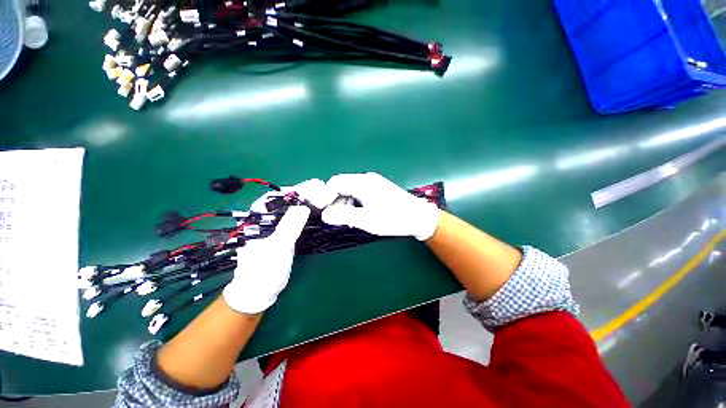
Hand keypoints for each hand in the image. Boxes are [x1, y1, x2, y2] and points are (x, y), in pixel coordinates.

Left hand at [223, 179, 336, 313]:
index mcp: (256, 219)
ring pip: (291, 209)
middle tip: (322, 188)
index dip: (294, 190)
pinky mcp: (283, 234)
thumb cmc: (264, 270)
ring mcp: (274, 227)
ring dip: (306, 202)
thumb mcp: (277, 248)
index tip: (313, 186)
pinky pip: (295, 219)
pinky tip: (317, 210)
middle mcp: (264, 219)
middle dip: (303, 194)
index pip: (275, 197)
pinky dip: (306, 214)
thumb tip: (304, 206)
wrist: (260, 292)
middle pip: (285, 201)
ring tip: (322, 196)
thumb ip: (289, 226)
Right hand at [322, 173, 439, 240]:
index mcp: (362, 183)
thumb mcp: (366, 220)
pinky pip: (359, 192)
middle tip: (336, 217)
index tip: (323, 211)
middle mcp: (366, 179)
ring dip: (344, 202)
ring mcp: (373, 182)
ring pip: (350, 189)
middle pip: (342, 185)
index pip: (335, 183)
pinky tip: (358, 214)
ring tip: (348, 218)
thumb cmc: (393, 218)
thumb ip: (343, 216)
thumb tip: (324, 215)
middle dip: (335, 200)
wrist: (419, 217)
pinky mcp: (378, 188)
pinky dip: (354, 202)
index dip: (325, 196)